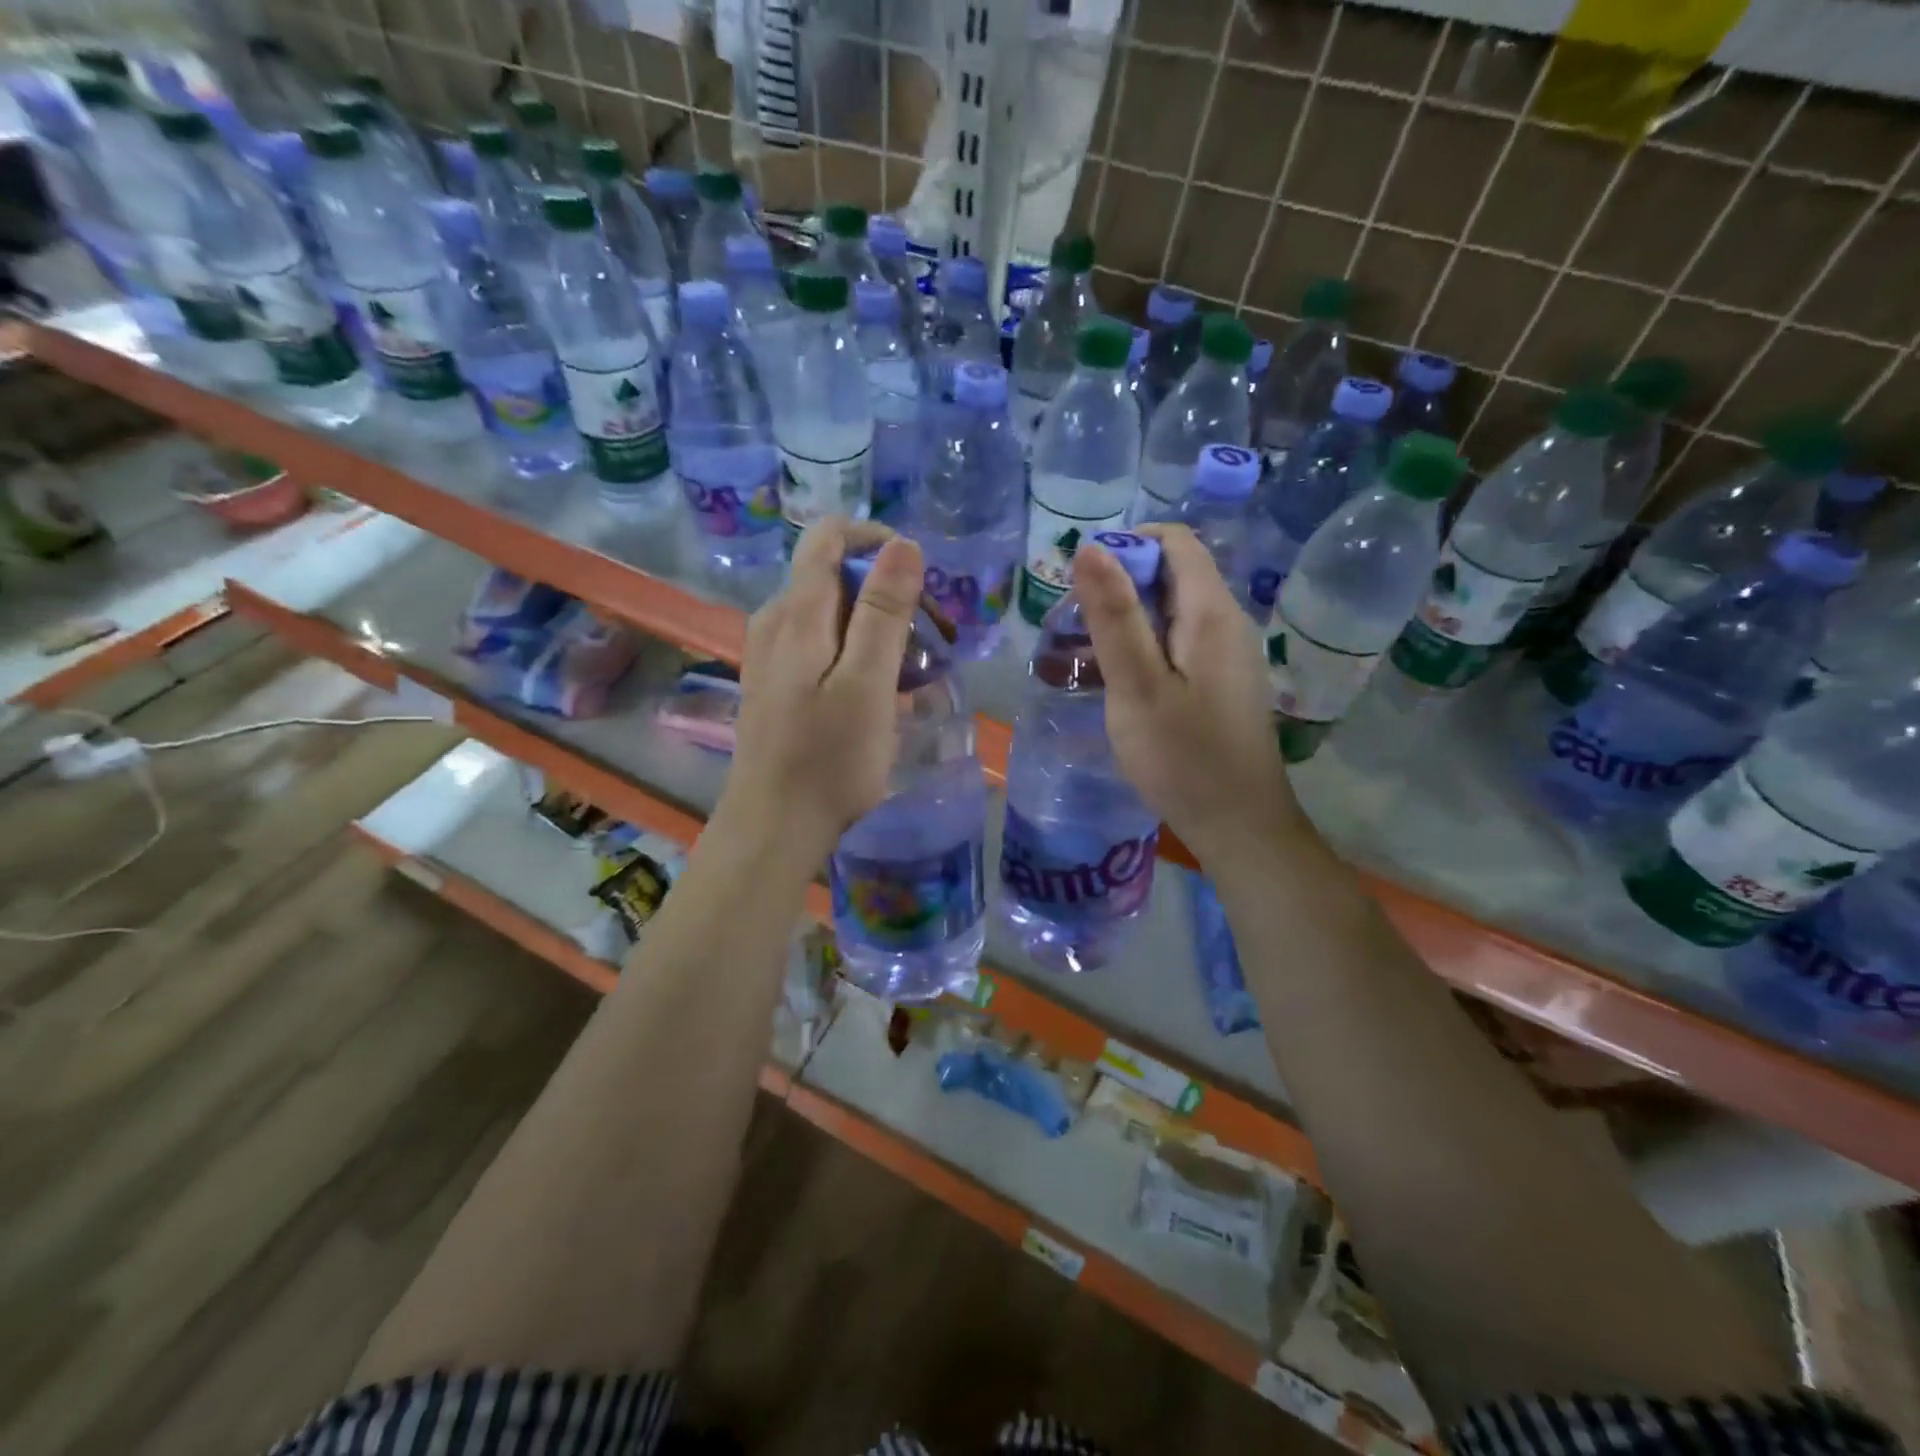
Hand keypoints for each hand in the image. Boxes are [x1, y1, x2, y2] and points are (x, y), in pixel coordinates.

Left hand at [716, 518, 922, 861]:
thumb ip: (883, 611)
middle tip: (935, 643)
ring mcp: (772, 653)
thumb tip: (903, 544)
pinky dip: (859, 654)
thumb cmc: (828, 759)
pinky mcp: (777, 682)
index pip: (828, 535)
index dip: (878, 543)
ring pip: (833, 614)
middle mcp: (776, 620)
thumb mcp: (867, 683)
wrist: (774, 826)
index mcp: (796, 611)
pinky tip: (885, 693)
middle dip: (890, 596)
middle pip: (836, 576)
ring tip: (919, 674)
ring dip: (880, 629)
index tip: (921, 583)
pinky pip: (822, 646)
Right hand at [1074, 525, 1304, 863]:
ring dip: (1129, 618)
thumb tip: (1091, 548)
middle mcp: (1227, 622)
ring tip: (1086, 654)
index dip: (1127, 546)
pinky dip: (1146, 646)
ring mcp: (1228, 654)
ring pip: (1174, 610)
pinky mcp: (1221, 681)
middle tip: (1076, 626)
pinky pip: (1180, 642)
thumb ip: (1114, 616)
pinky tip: (1120, 680)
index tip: (1083, 584)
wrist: (1238, 825)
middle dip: (1121, 585)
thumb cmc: (1183, 757)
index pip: (1175, 541)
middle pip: (1174, 574)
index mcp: (1211, 613)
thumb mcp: (1137, 686)